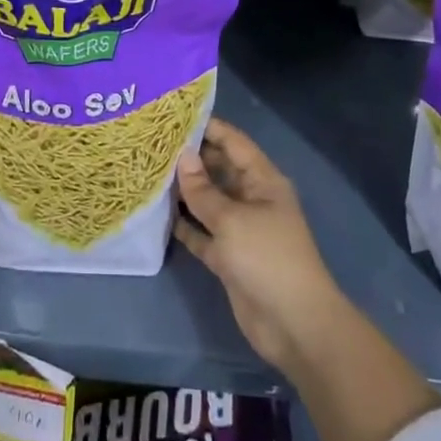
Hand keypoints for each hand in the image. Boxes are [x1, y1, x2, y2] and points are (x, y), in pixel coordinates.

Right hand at [174, 117, 345, 375]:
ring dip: (183, 192)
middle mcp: (251, 198)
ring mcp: (240, 229)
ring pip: (208, 202)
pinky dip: (185, 225)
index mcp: (262, 181)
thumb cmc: (267, 258)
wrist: (293, 324)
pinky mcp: (229, 257)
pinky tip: (158, 214)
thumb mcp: (231, 219)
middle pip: (218, 170)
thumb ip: (203, 190)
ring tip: (147, 173)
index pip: (233, 142)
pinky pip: (203, 233)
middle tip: (151, 144)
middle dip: (190, 159)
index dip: (207, 127)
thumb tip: (182, 156)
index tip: (173, 116)